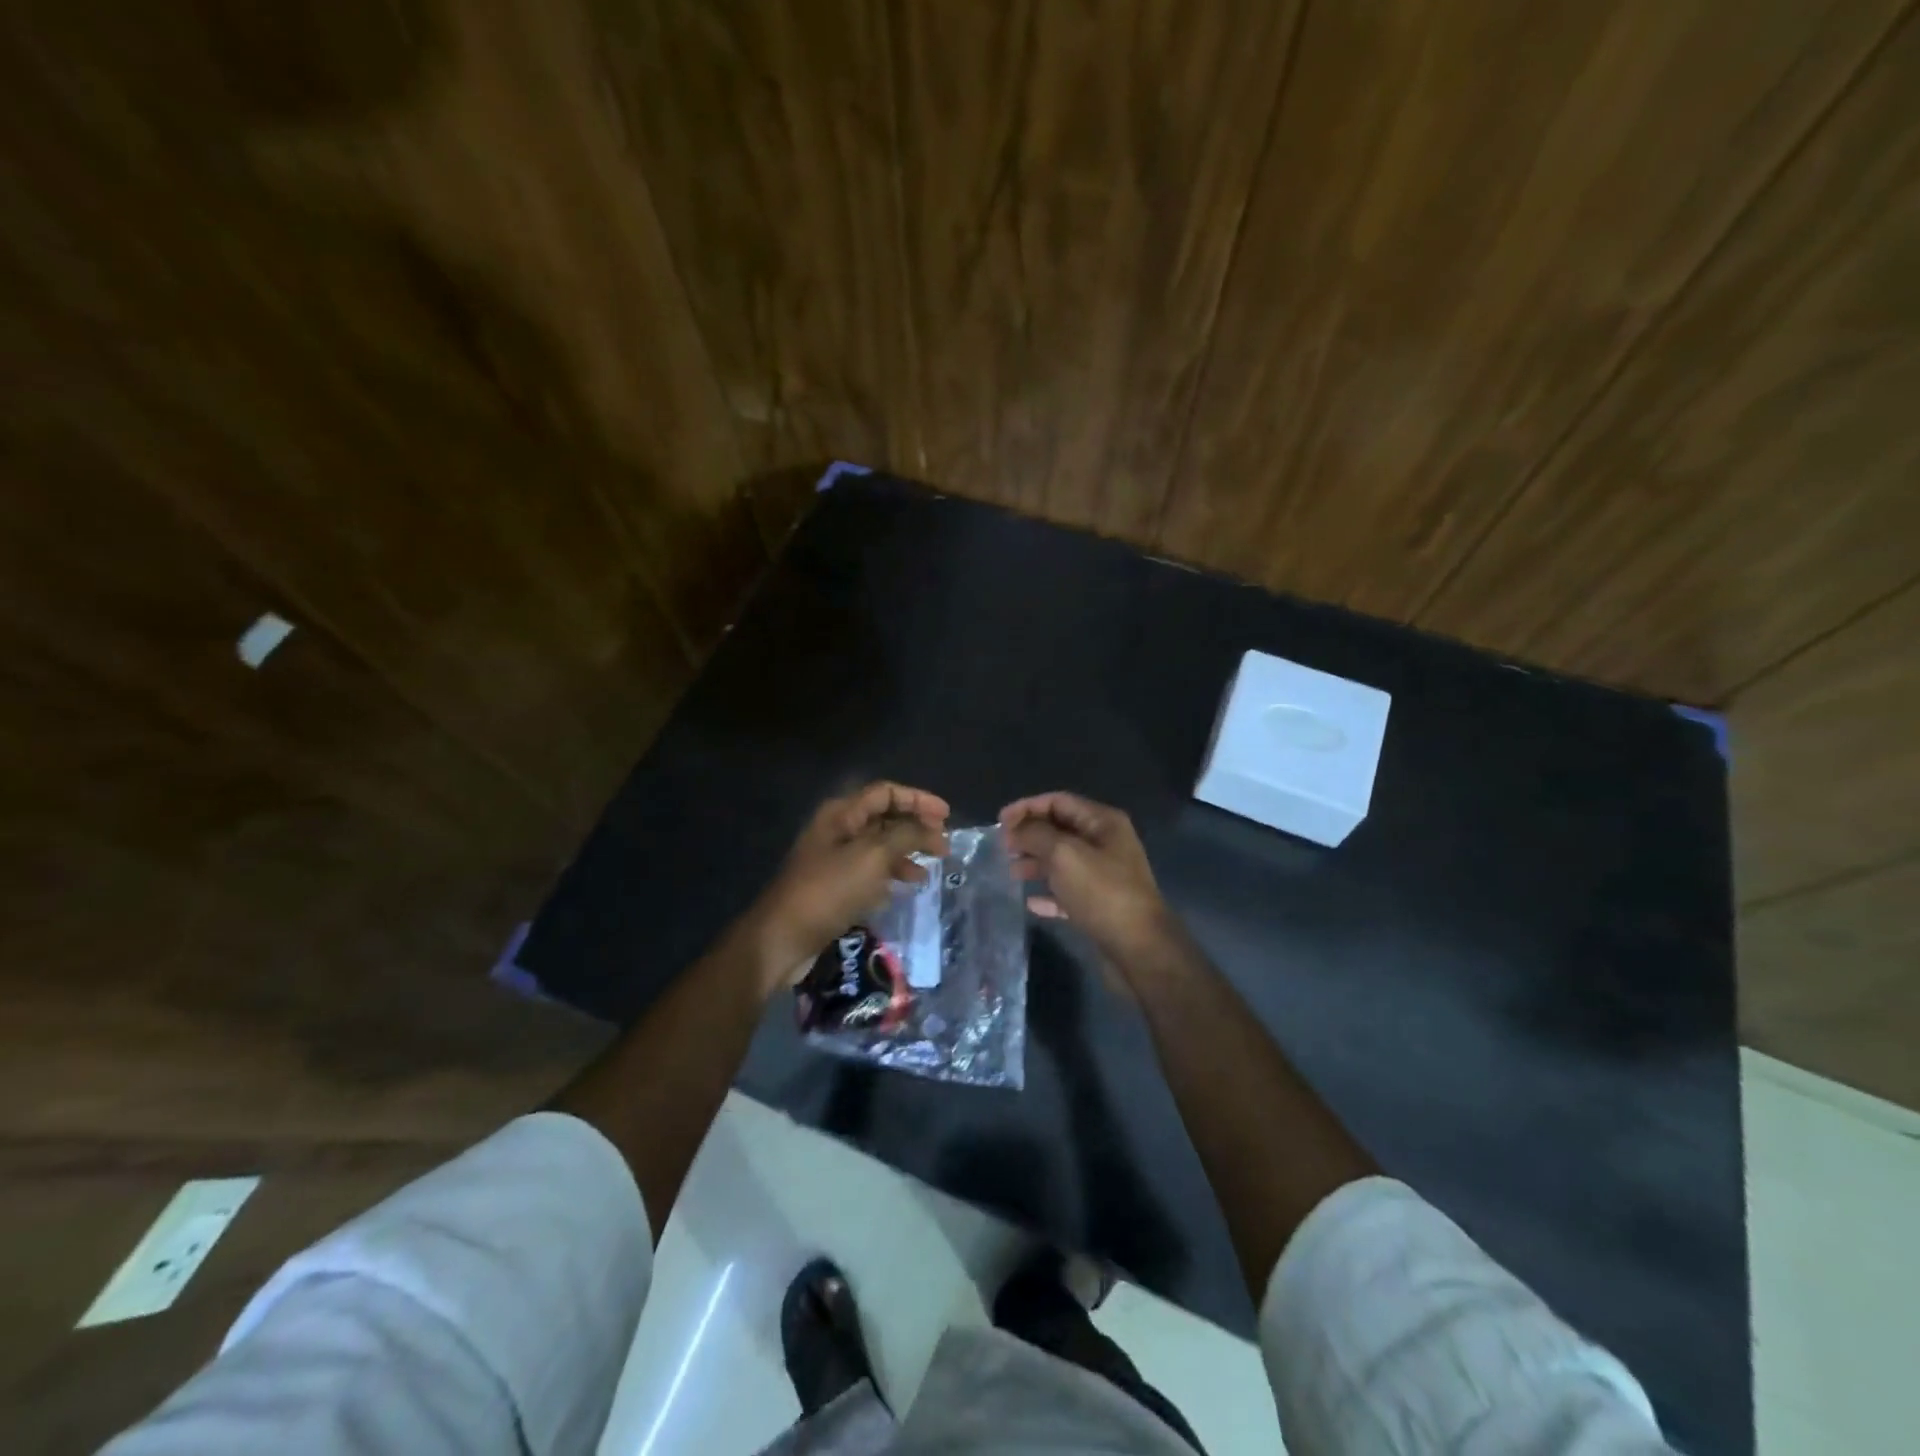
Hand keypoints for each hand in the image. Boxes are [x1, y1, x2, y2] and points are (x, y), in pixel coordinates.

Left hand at [744, 782, 949, 995]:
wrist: (783, 938)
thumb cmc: (829, 890)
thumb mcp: (873, 857)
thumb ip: (906, 836)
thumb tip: (931, 829)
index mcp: (842, 813)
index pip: (886, 792)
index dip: (918, 799)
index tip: (946, 816)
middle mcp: (837, 829)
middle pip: (884, 817)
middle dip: (916, 826)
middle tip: (943, 843)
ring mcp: (834, 858)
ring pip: (879, 845)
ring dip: (907, 851)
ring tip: (932, 867)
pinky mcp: (835, 885)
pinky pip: (871, 870)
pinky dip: (892, 873)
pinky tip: (908, 886)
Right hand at [1000, 792, 1174, 970]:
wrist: (1140, 948)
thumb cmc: (1102, 893)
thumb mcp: (1064, 855)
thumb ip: (1036, 835)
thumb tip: (1015, 830)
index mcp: (1103, 822)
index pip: (1059, 801)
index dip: (1027, 807)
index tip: (999, 823)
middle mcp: (1106, 843)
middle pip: (1059, 829)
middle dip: (1029, 835)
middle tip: (1002, 848)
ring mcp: (1104, 875)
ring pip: (1062, 861)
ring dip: (1035, 862)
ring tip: (1011, 872)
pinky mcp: (1100, 905)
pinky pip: (1068, 892)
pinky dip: (1048, 893)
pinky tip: (1030, 903)